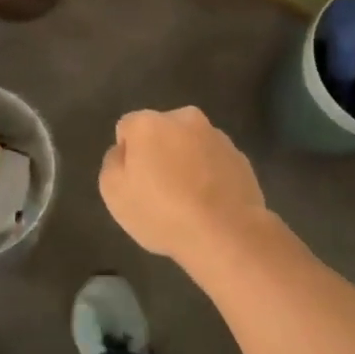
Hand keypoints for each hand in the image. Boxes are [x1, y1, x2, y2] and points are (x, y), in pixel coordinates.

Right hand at [99, 108, 273, 266]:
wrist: (225, 234)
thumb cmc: (162, 212)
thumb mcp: (114, 193)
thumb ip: (113, 163)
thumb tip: (124, 151)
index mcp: (150, 123)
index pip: (128, 128)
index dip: (127, 155)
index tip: (134, 181)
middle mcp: (185, 119)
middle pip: (162, 131)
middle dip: (159, 152)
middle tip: (159, 189)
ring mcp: (217, 137)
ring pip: (191, 145)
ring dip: (186, 162)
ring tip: (188, 201)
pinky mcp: (240, 157)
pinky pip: (215, 162)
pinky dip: (210, 175)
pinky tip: (209, 205)